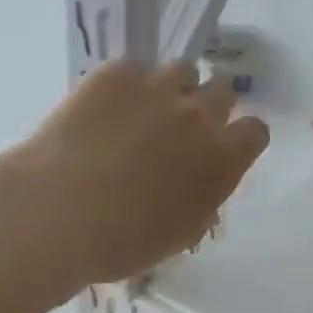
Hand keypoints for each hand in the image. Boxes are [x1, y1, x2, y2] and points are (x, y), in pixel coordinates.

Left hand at [0, 60, 268, 312]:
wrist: (59, 212)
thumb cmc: (121, 243)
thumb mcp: (176, 236)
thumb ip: (201, 205)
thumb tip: (201, 193)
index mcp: (222, 160)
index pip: (254, 132)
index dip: (238, 138)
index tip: (220, 149)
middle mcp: (198, 116)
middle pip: (221, 93)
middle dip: (206, 108)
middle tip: (177, 130)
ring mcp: (157, 88)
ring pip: (182, 71)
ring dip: (170, 89)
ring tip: (141, 112)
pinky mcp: (115, 73)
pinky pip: (131, 69)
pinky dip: (122, 86)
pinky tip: (99, 110)